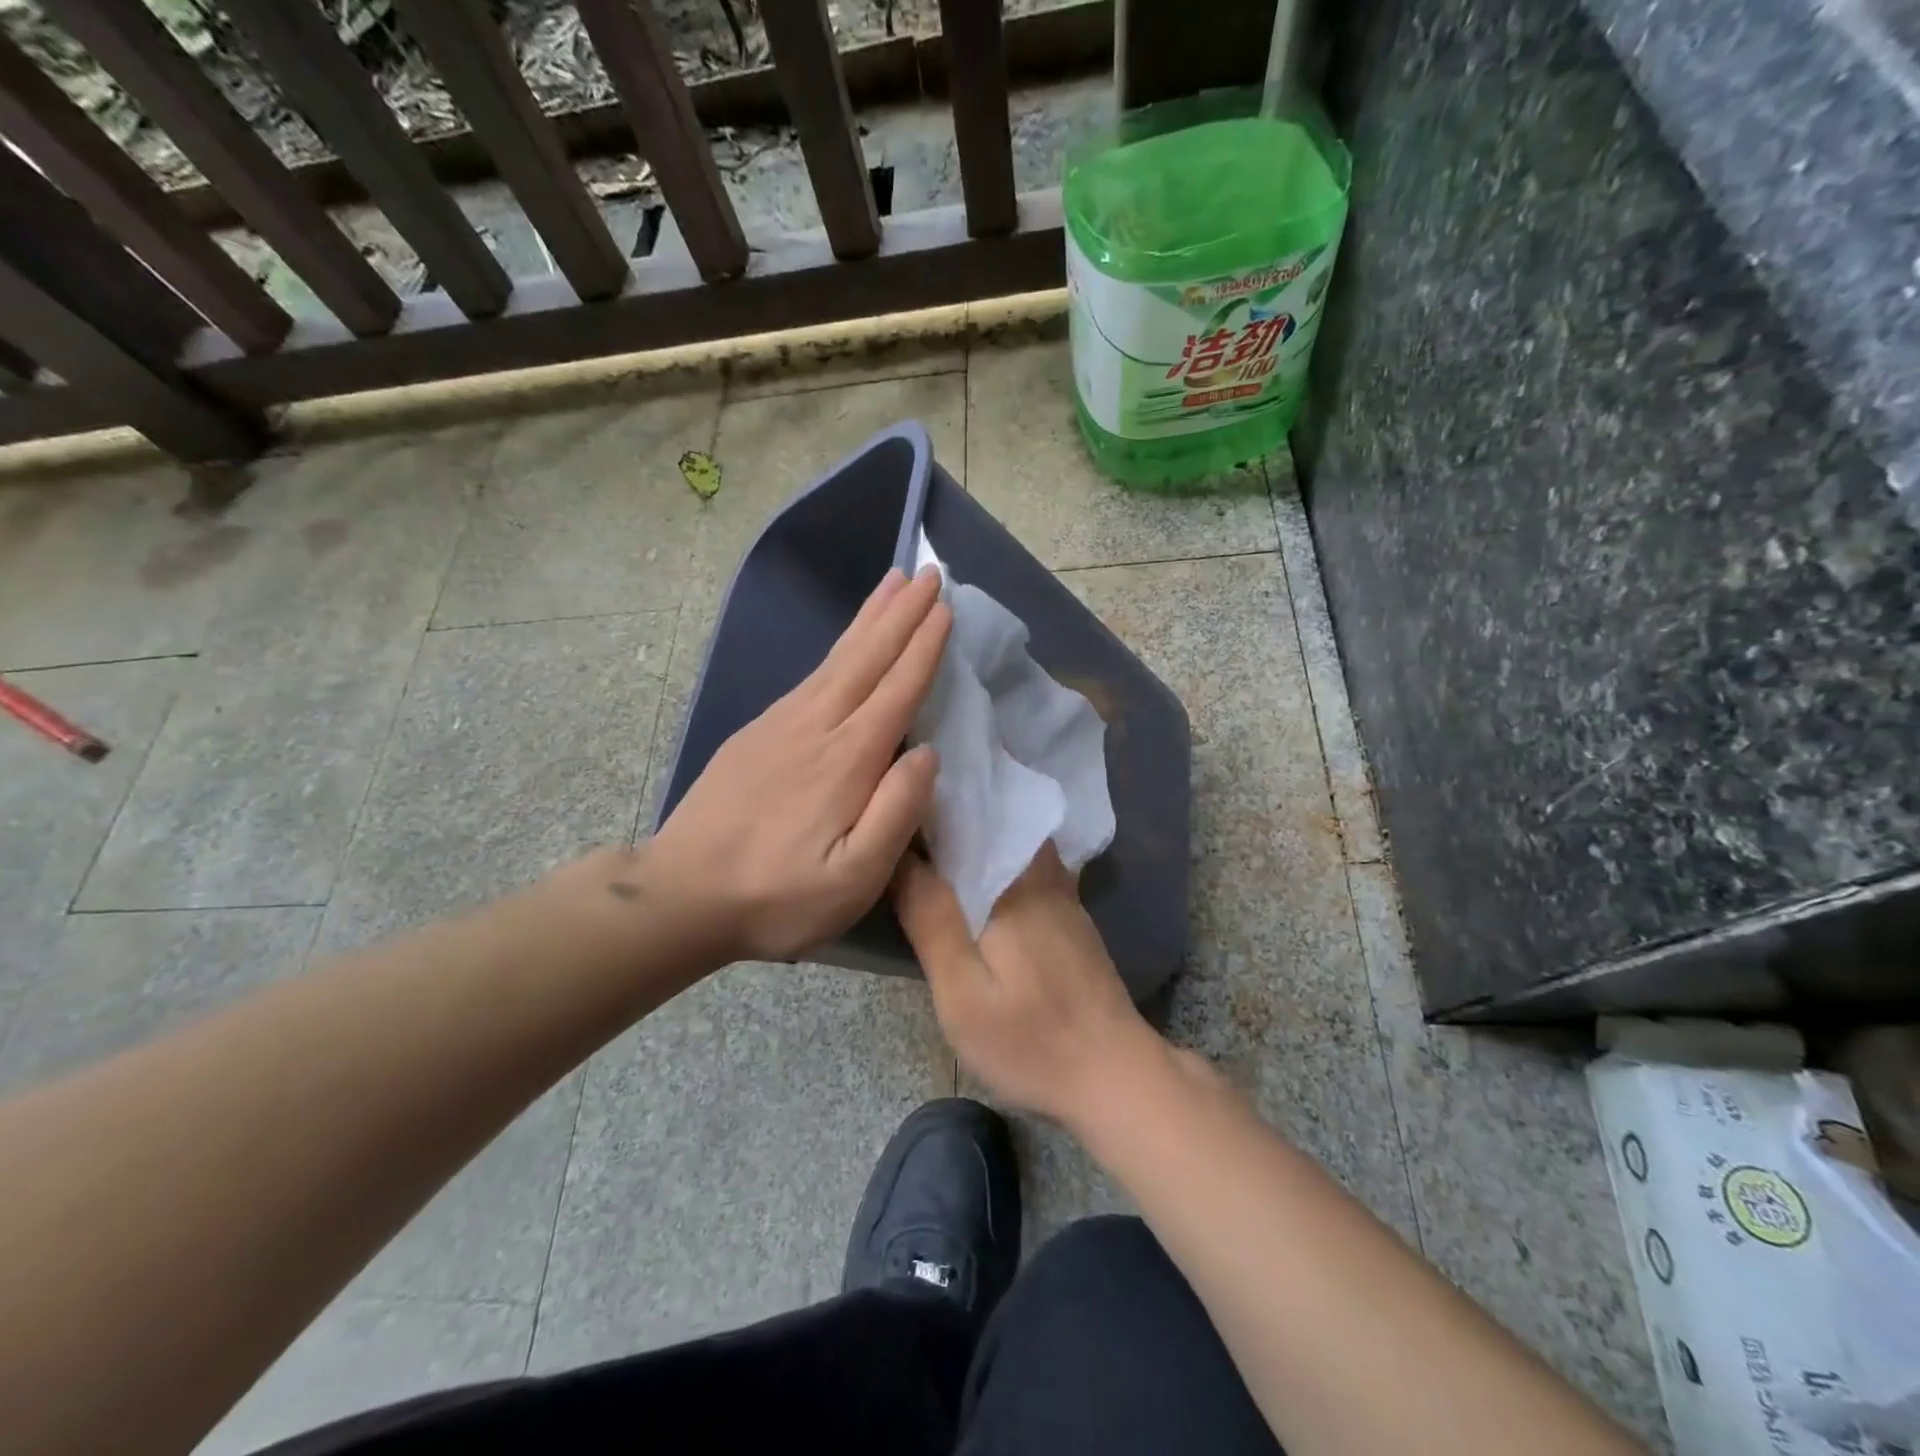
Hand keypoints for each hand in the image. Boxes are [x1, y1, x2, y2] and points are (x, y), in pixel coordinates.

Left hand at [651, 566, 950, 964]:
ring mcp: (780, 724)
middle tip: (928, 573)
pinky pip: (810, 674)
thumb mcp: (852, 880)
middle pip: (867, 657)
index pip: (897, 689)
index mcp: (846, 759)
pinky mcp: (756, 731)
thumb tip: (928, 754)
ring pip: (836, 658)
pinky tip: (846, 644)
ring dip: (869, 618)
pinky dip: (838, 648)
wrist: (680, 893)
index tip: (946, 607)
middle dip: (902, 614)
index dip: (924, 647)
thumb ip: (895, 813)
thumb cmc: (776, 896)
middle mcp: (816, 726)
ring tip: (893, 584)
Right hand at [894, 844, 1163, 1128]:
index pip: (961, 820)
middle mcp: (1042, 872)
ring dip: (970, 843)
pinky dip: (993, 866)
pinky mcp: (1069, 915)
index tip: (888, 819)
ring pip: (1008, 845)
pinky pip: (1023, 869)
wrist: (1115, 1076)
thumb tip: (898, 855)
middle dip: (945, 821)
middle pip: (988, 825)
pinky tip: (970, 888)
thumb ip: (931, 919)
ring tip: (926, 854)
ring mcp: (1062, 893)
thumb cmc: (1030, 1040)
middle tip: (899, 835)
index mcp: (1012, 881)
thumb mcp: (963, 992)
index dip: (923, 814)